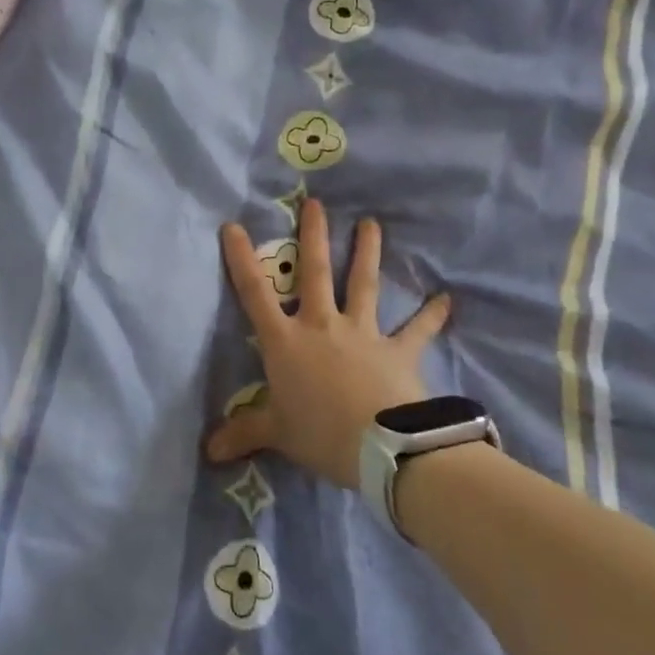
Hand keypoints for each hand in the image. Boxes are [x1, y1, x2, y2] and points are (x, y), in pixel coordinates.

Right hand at [206, 197, 450, 488]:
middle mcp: (321, 326)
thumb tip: (208, 452)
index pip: (255, 294)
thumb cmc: (320, 434)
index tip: (234, 226)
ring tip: (372, 223)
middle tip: (315, 202)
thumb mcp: (276, 434)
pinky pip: (416, 330)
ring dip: (368, 252)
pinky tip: (446, 299)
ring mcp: (362, 333)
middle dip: (313, 236)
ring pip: (363, 284)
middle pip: (314, 273)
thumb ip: (243, 434)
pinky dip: (431, 315)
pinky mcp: (397, 350)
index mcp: (286, 342)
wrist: (380, 447)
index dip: (241, 259)